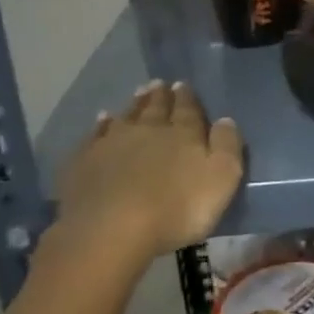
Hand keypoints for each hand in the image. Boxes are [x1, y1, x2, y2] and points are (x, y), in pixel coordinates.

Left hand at [55, 82, 242, 259]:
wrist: (111, 229)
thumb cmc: (175, 208)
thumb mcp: (221, 179)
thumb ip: (227, 146)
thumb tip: (225, 119)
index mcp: (182, 133)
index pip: (187, 109)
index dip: (187, 97)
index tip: (183, 85)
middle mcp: (148, 129)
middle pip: (155, 107)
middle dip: (160, 95)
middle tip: (160, 84)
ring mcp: (113, 142)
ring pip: (127, 116)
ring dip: (134, 104)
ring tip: (139, 93)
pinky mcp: (86, 160)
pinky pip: (95, 135)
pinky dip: (101, 125)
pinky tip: (102, 120)